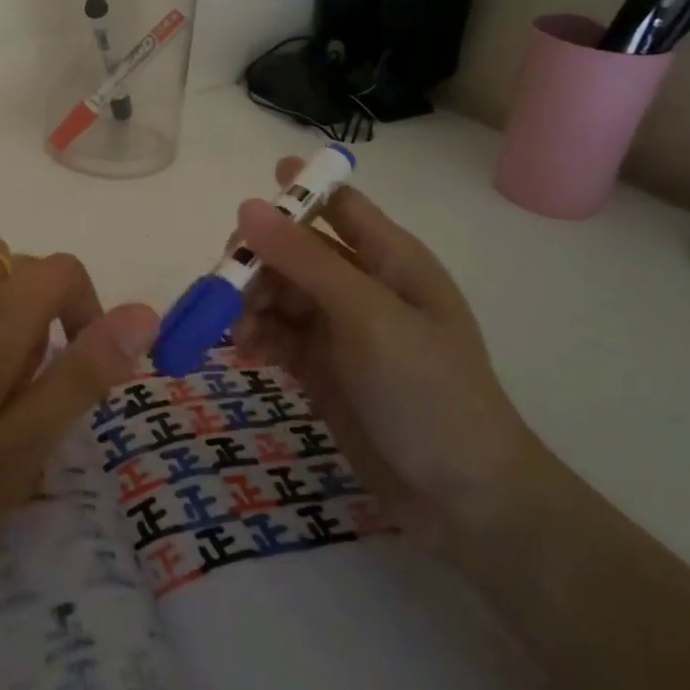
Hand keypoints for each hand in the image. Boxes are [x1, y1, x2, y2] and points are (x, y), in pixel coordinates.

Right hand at [232, 159, 541, 546]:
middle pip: (293, 249)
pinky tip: (245, 355)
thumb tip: (247, 206)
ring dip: (250, 303)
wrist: (462, 499)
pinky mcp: (320, 366)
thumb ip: (305, 260)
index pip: (338, 203)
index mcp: (389, 258)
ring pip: (277, 291)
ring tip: (239, 333)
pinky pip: (275, 334)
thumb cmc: (428, 391)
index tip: (249, 194)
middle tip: (227, 285)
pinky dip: (255, 338)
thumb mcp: (368, 316)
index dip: (297, 190)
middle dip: (257, 260)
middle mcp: (361, 285)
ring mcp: (339, 328)